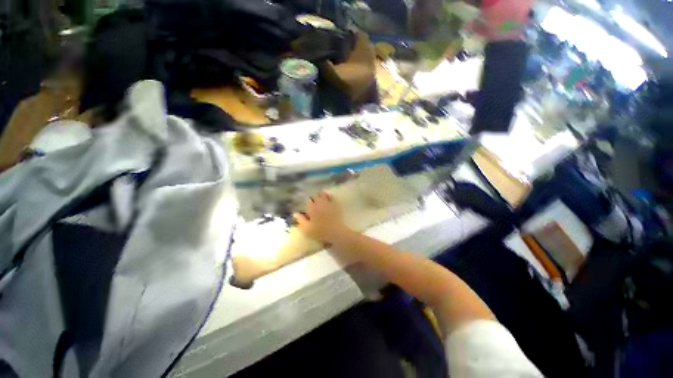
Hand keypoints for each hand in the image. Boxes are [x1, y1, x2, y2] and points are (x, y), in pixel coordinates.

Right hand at [294, 191, 349, 243]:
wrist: (336, 232)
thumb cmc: (320, 232)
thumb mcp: (307, 229)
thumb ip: (300, 220)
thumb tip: (295, 213)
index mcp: (311, 208)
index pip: (307, 201)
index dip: (306, 204)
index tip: (306, 206)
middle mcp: (319, 203)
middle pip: (314, 196)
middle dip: (312, 198)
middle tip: (311, 202)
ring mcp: (328, 202)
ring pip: (322, 194)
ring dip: (320, 195)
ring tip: (318, 196)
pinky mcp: (335, 204)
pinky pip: (331, 196)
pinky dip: (328, 195)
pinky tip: (327, 195)